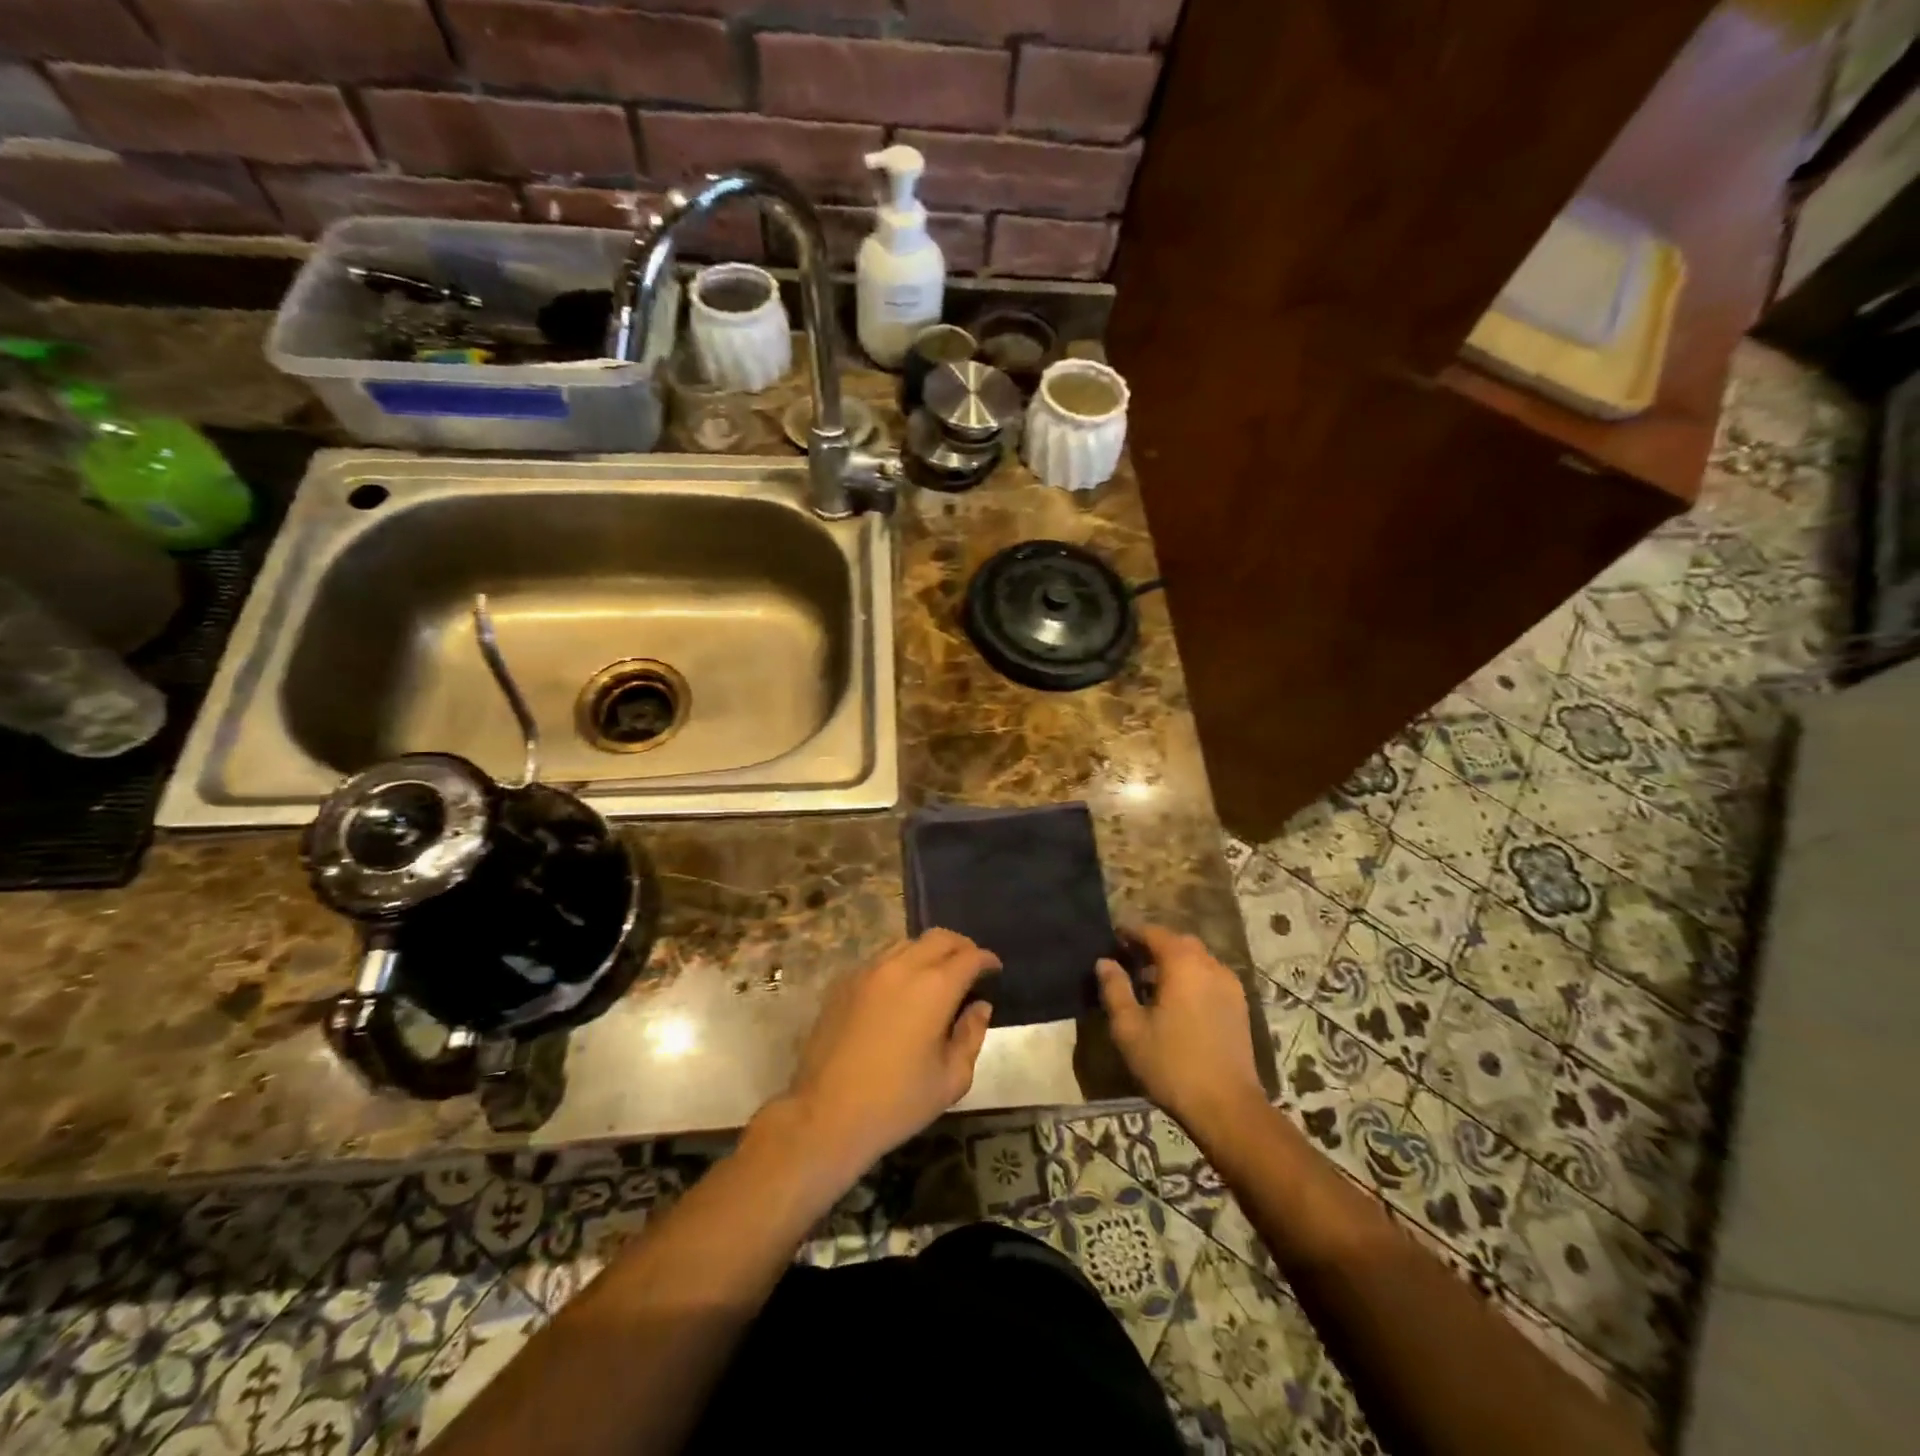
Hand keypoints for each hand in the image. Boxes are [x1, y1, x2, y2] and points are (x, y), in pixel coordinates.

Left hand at [778, 930, 998, 1182]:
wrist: (826, 1114)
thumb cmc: (897, 1102)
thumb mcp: (951, 1079)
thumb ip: (971, 1035)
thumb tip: (980, 1007)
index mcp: (934, 988)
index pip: (969, 956)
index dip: (986, 960)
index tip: (994, 970)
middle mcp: (902, 967)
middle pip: (939, 937)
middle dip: (960, 946)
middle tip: (970, 966)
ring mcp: (868, 970)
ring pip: (907, 942)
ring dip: (928, 952)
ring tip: (936, 976)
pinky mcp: (844, 981)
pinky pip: (880, 959)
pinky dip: (900, 964)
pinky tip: (900, 990)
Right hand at [1096, 925, 1264, 1135]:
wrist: (1227, 1107)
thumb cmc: (1171, 1064)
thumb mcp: (1129, 1028)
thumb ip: (1114, 989)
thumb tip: (1104, 962)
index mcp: (1182, 964)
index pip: (1154, 933)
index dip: (1131, 932)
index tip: (1113, 938)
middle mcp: (1210, 965)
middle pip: (1178, 942)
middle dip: (1153, 946)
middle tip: (1129, 960)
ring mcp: (1229, 985)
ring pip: (1197, 960)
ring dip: (1174, 962)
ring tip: (1150, 984)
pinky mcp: (1239, 1006)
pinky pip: (1210, 977)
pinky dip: (1191, 978)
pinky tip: (1176, 1002)